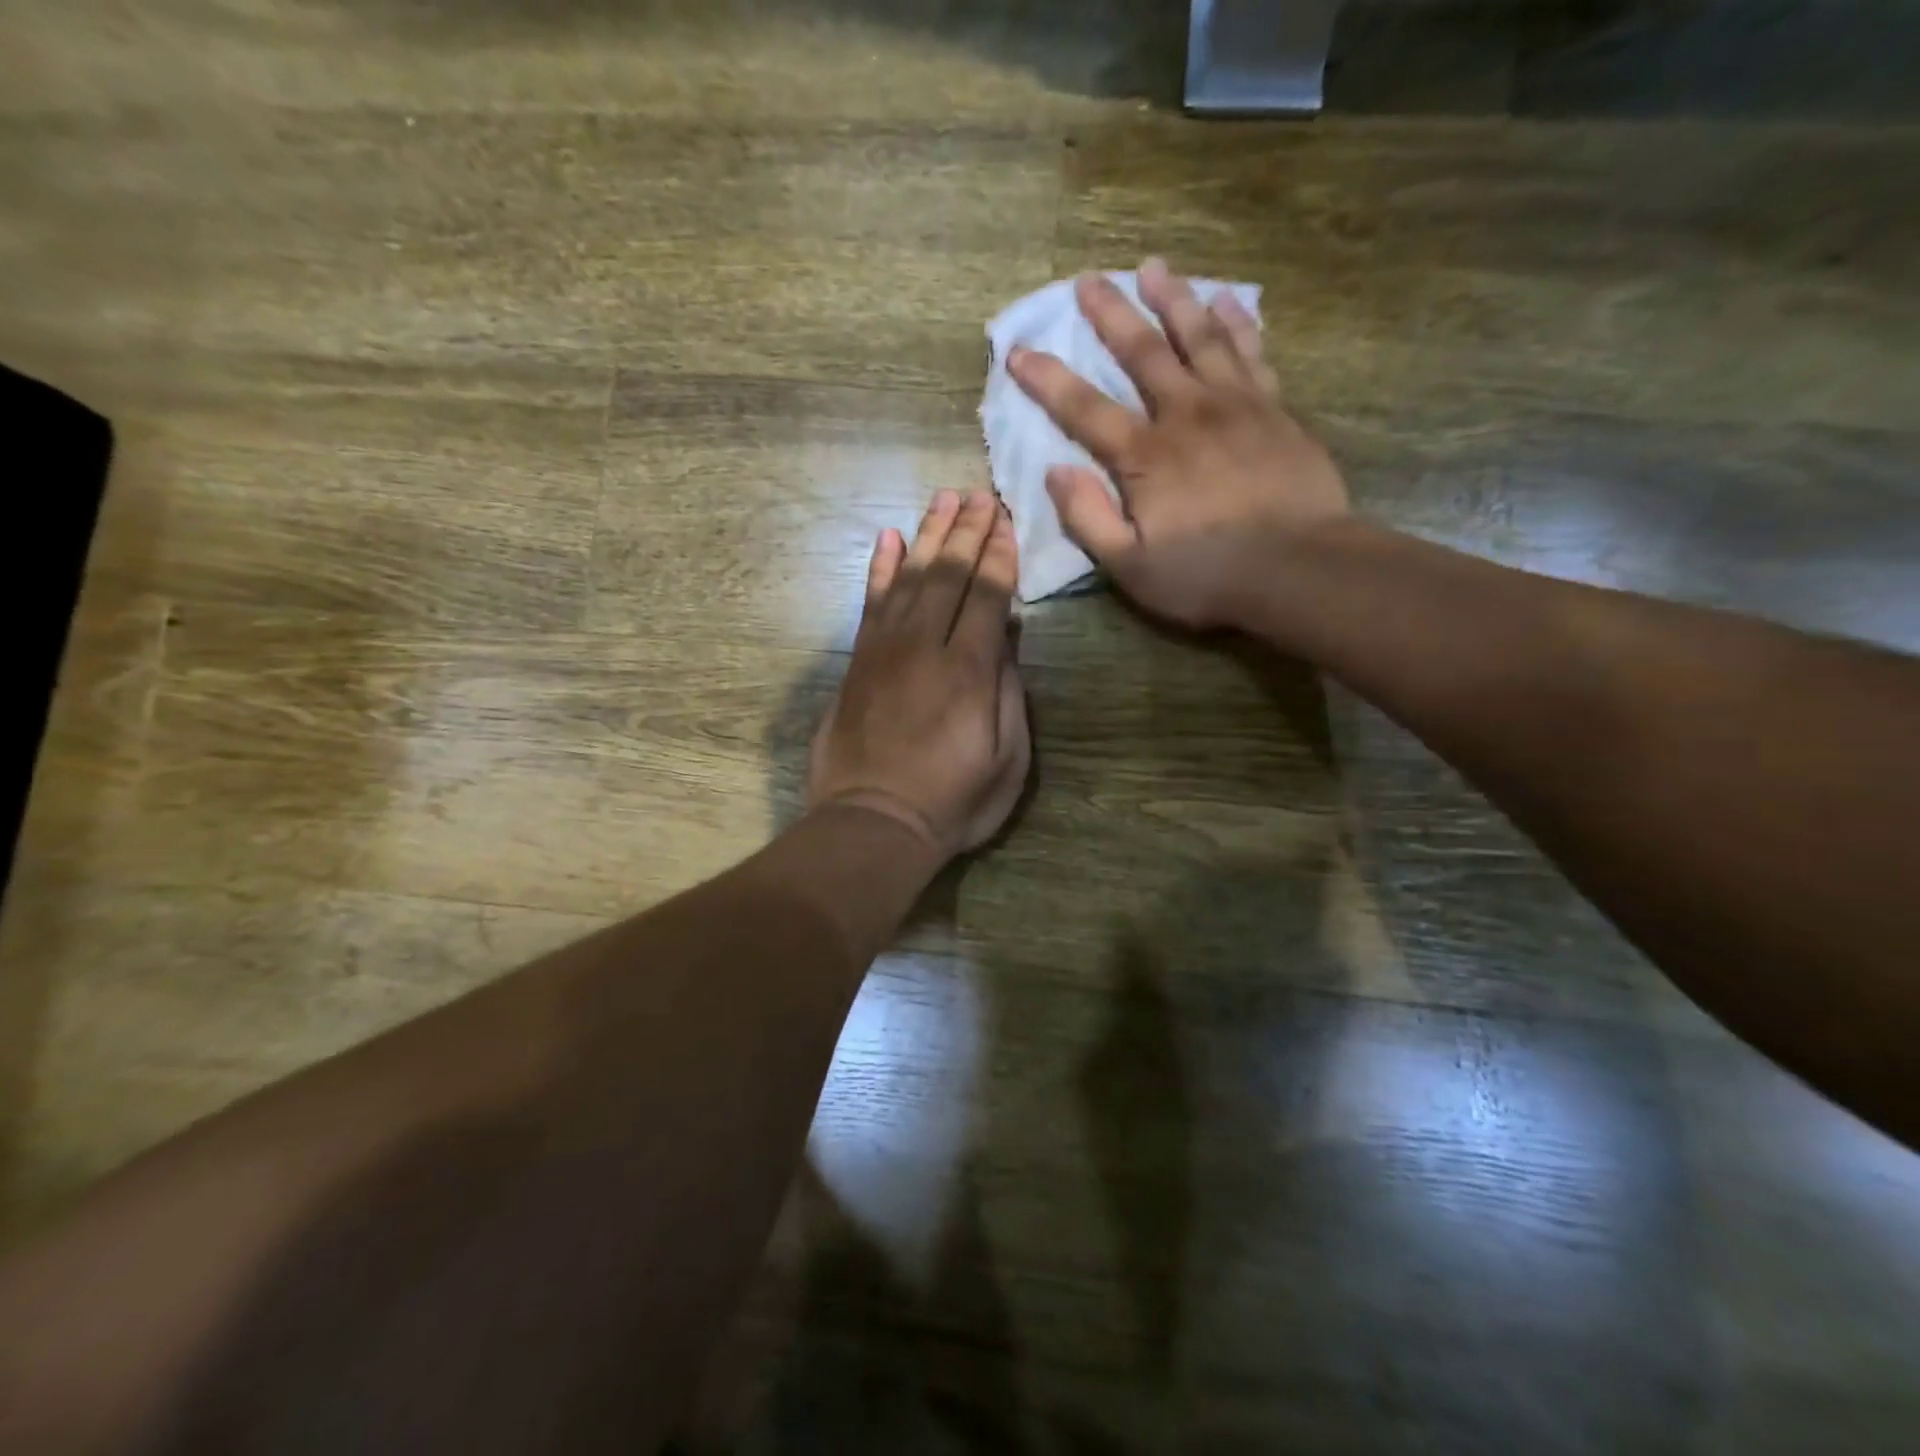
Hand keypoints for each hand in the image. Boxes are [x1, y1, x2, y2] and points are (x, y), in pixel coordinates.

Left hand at [808, 490, 1031, 858]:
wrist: (871, 824)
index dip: (999, 555)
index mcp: (969, 670)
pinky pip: (870, 604)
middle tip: (980, 495)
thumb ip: (1008, 692)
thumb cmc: (952, 802)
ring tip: (942, 501)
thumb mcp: (1007, 760)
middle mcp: (924, 647)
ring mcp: (884, 652)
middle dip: (967, 531)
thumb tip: (1006, 635)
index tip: (1006, 520)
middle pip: (948, 575)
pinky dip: (880, 570)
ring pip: (909, 579)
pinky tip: (887, 541)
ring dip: (927, 537)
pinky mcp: (857, 664)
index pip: (987, 595)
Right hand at [1007, 258, 1349, 628]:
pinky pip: (1251, 351)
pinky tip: (1226, 299)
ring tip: (1155, 266)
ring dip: (1174, 299)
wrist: (1300, 568)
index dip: (1047, 380)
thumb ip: (1089, 518)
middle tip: (1088, 279)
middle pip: (1143, 352)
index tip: (1019, 351)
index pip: (1084, 408)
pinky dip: (1237, 322)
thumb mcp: (1131, 567)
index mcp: (1146, 456)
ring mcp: (1237, 405)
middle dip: (1111, 314)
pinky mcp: (1275, 409)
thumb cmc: (1207, 575)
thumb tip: (1054, 473)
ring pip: (1200, 336)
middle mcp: (1187, 414)